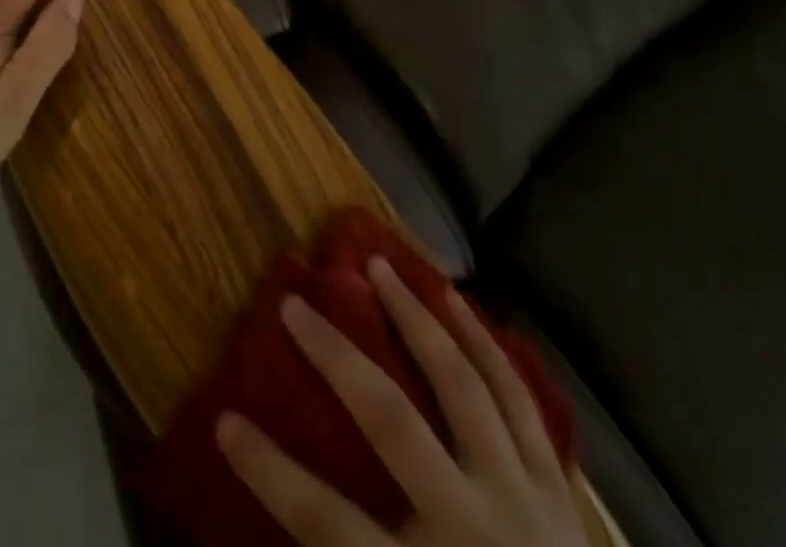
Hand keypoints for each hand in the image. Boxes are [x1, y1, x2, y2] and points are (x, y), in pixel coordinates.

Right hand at [216, 259, 588, 546]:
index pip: (325, 523)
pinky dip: (486, 346)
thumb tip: (262, 542)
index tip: (226, 421)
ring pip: (462, 386)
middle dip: (335, 356)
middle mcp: (472, 527)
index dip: (268, 471)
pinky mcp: (559, 491)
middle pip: (391, 421)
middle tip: (293, 303)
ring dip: (416, 319)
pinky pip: (518, 402)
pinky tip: (461, 304)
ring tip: (383, 266)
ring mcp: (523, 501)